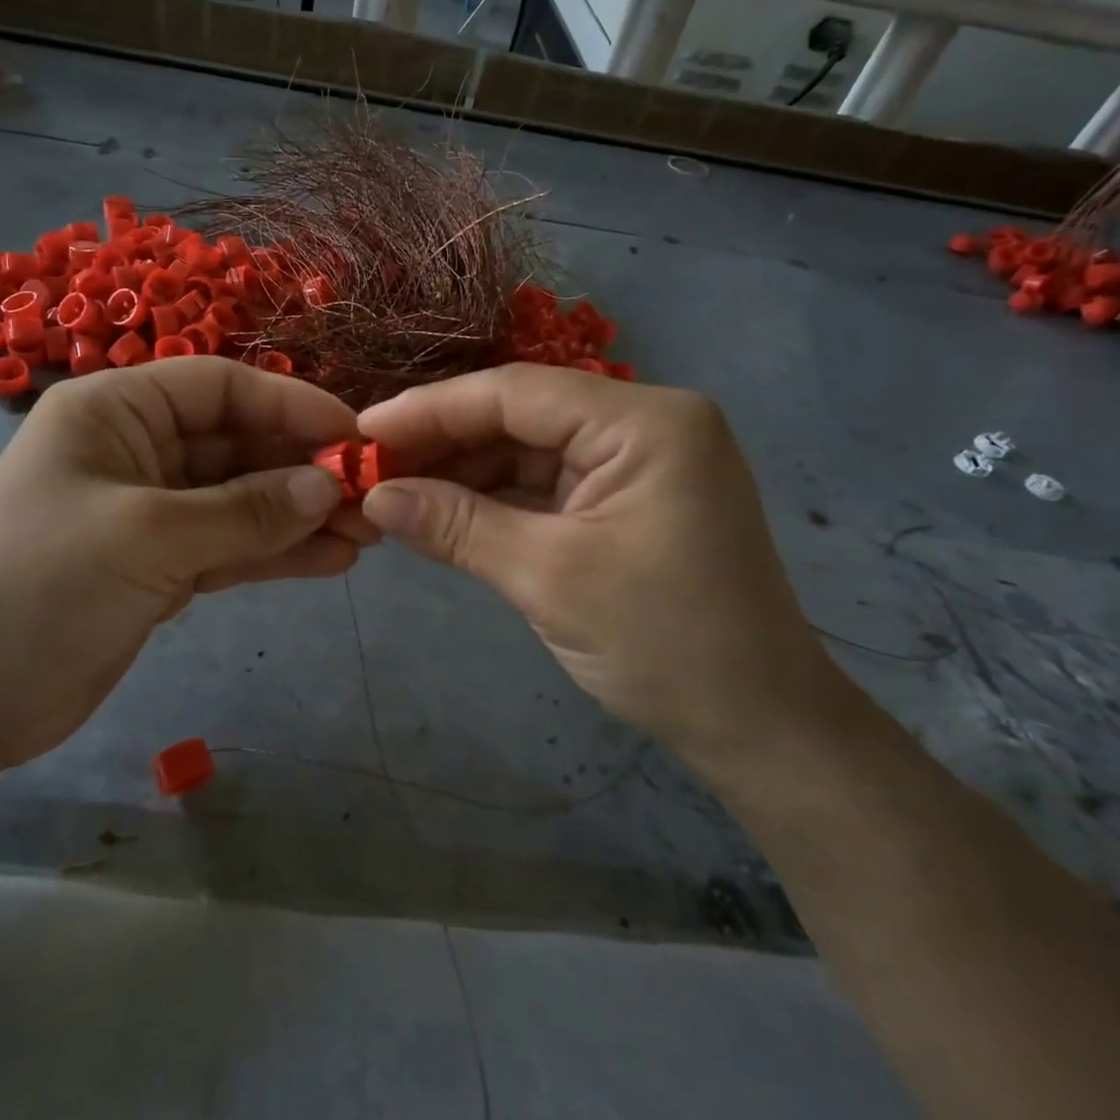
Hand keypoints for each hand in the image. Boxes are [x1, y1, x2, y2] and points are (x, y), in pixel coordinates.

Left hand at [0, 358, 365, 770]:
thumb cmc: (40, 584)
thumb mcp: (149, 535)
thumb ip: (245, 511)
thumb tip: (328, 488)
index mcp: (117, 411)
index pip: (221, 387)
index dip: (291, 405)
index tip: (354, 436)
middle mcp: (137, 451)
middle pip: (237, 446)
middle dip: (303, 470)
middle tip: (373, 497)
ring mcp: (150, 513)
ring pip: (240, 502)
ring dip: (299, 516)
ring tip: (366, 534)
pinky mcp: (159, 567)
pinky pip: (229, 548)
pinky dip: (274, 554)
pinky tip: (330, 561)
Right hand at [356, 365, 847, 770]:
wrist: (758, 726)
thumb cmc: (665, 645)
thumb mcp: (548, 578)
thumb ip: (456, 526)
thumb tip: (373, 496)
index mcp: (644, 421)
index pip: (515, 393)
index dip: (430, 409)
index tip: (362, 431)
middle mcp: (642, 424)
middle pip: (519, 416)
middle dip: (442, 443)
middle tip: (368, 468)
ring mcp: (635, 462)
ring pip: (526, 450)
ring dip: (461, 473)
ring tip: (391, 493)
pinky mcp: (624, 499)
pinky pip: (544, 485)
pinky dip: (492, 500)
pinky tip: (439, 512)